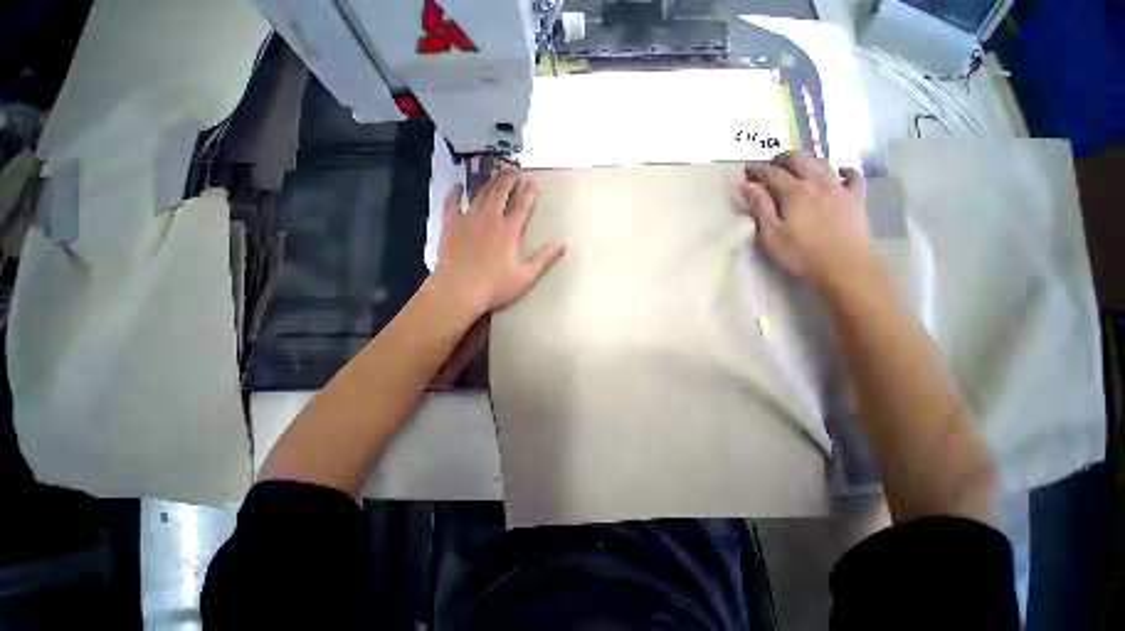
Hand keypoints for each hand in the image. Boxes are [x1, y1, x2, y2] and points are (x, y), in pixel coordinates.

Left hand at [432, 170, 565, 317]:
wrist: (459, 292)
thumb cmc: (494, 287)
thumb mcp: (525, 277)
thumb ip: (545, 259)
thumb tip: (564, 243)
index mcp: (508, 231)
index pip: (523, 206)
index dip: (530, 192)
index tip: (536, 182)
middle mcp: (489, 219)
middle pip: (501, 192)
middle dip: (509, 179)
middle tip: (514, 170)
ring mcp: (468, 219)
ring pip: (480, 194)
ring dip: (490, 182)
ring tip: (496, 174)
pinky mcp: (450, 224)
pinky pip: (451, 202)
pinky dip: (455, 192)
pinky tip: (458, 186)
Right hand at [740, 150, 877, 289]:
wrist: (846, 267)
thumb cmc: (802, 253)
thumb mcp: (772, 234)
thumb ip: (759, 207)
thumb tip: (745, 184)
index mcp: (795, 192)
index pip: (773, 172)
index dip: (758, 168)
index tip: (747, 168)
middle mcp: (818, 182)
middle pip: (799, 159)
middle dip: (782, 158)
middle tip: (769, 164)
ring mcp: (840, 188)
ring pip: (822, 163)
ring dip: (805, 160)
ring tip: (794, 167)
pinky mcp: (856, 198)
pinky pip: (853, 176)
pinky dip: (844, 170)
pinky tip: (839, 172)